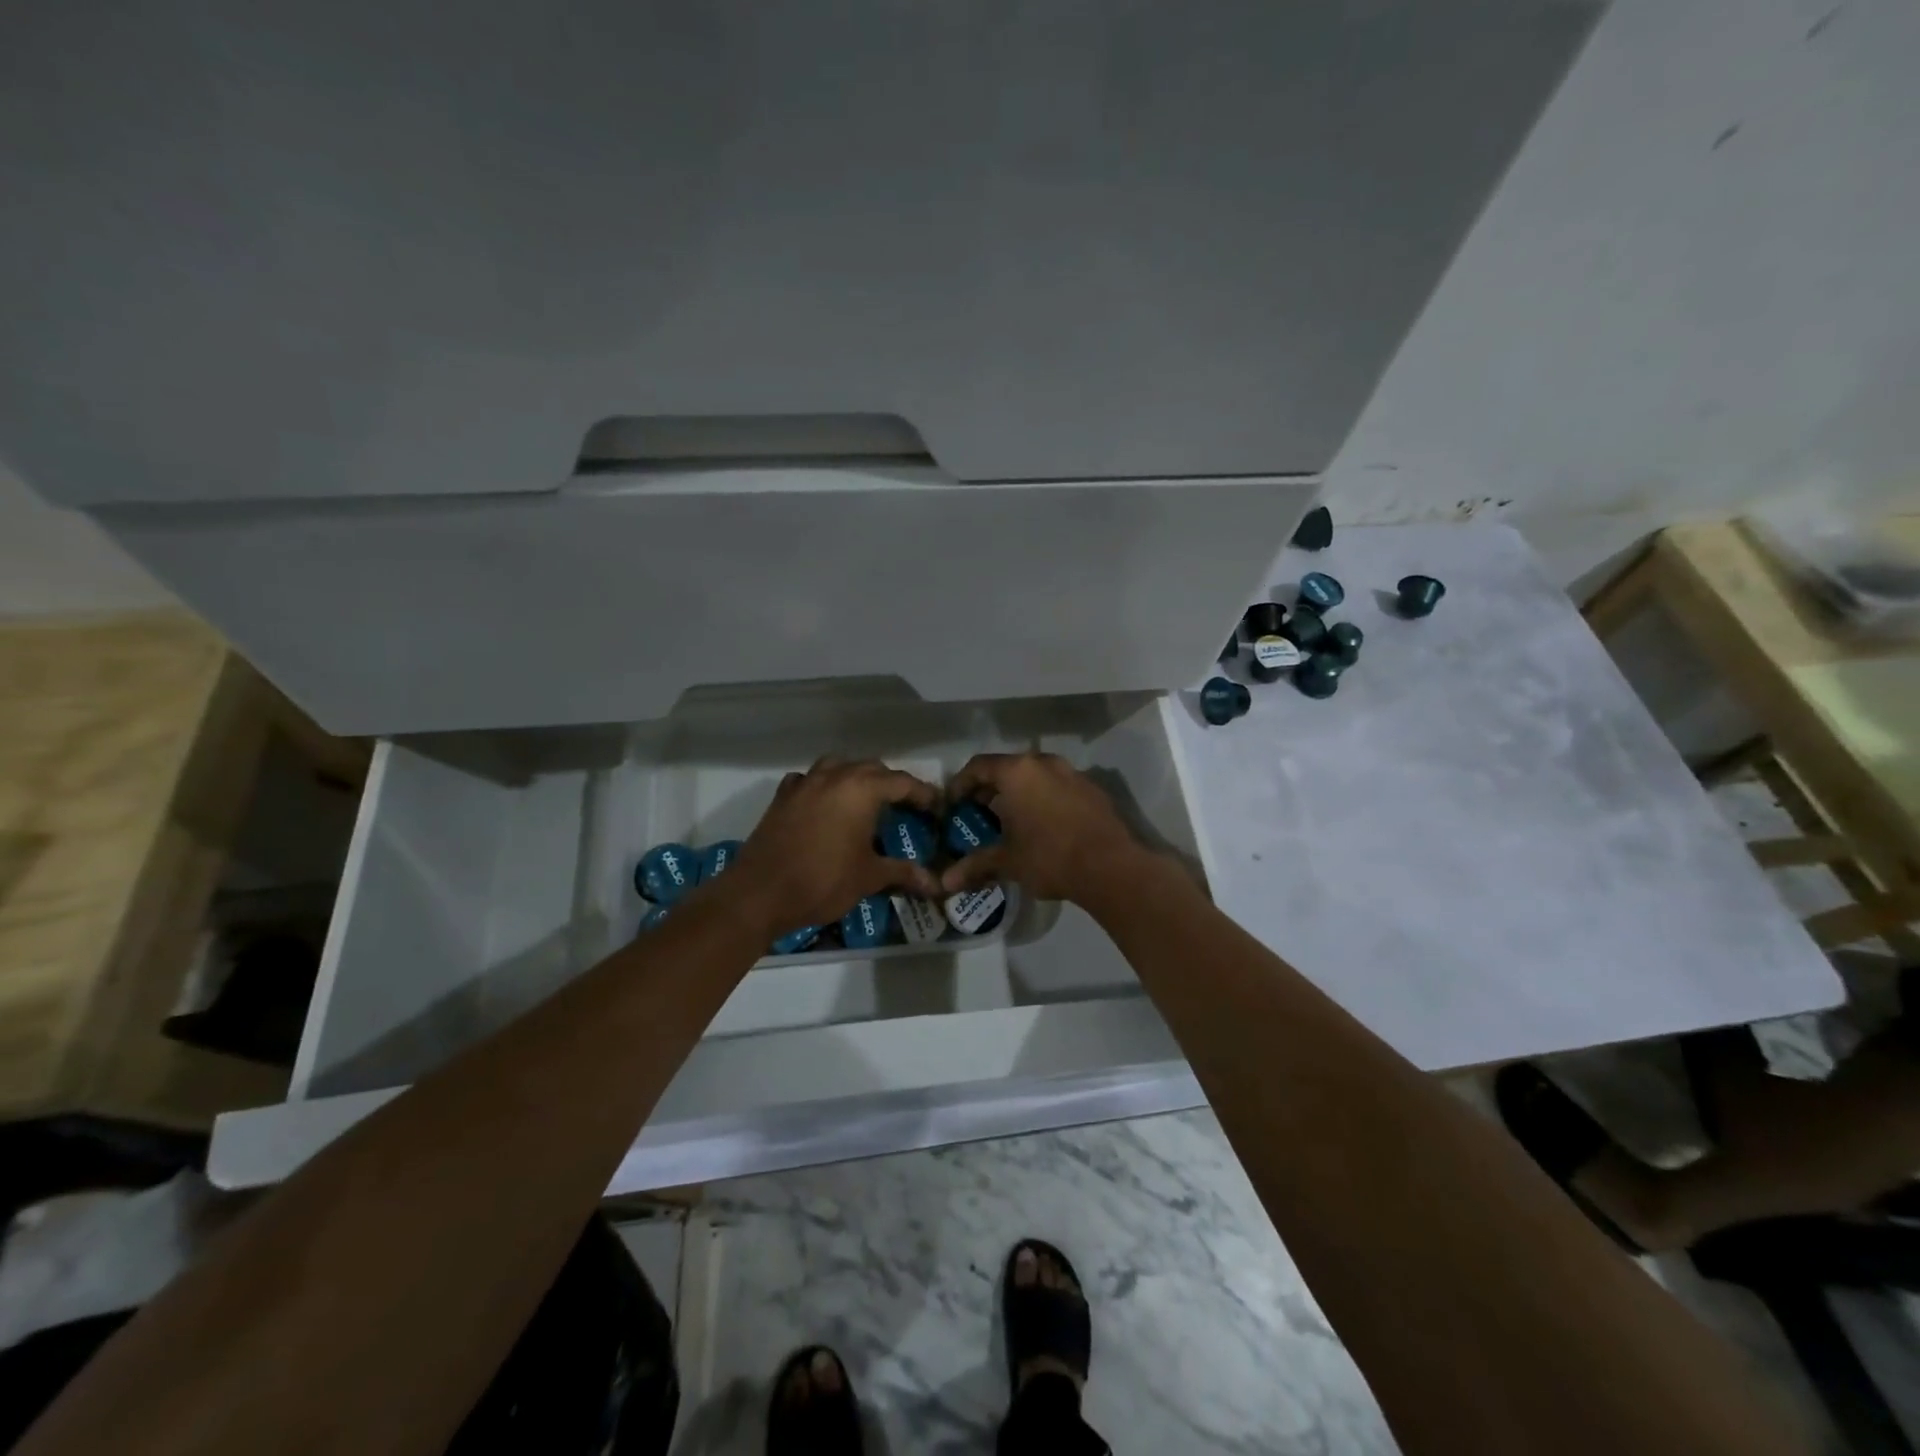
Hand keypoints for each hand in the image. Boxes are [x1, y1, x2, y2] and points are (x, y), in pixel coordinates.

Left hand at [723, 757, 942, 937]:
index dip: (923, 794)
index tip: (937, 808)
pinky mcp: (782, 797)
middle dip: (892, 783)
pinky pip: (809, 780)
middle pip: (871, 768)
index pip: (902, 782)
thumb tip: (935, 884)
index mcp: (861, 789)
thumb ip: (903, 873)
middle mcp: (834, 776)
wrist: (760, 893)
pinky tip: (825, 804)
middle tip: (906, 806)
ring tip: (866, 800)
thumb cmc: (823, 881)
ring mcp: (805, 783)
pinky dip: (823, 786)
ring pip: (838, 766)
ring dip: (856, 777)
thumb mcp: (869, 877)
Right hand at [938, 751, 1148, 905]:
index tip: (954, 804)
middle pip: (1008, 768)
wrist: (1110, 867)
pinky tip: (1044, 827)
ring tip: (1011, 822)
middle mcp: (1044, 763)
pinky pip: (1058, 788)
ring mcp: (1072, 774)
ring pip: (1035, 777)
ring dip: (1019, 794)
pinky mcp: (1093, 790)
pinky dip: (1044, 800)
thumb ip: (976, 865)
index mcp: (1017, 772)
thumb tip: (946, 881)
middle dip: (990, 789)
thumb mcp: (1007, 861)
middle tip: (979, 814)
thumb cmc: (1049, 857)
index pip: (978, 766)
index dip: (961, 784)